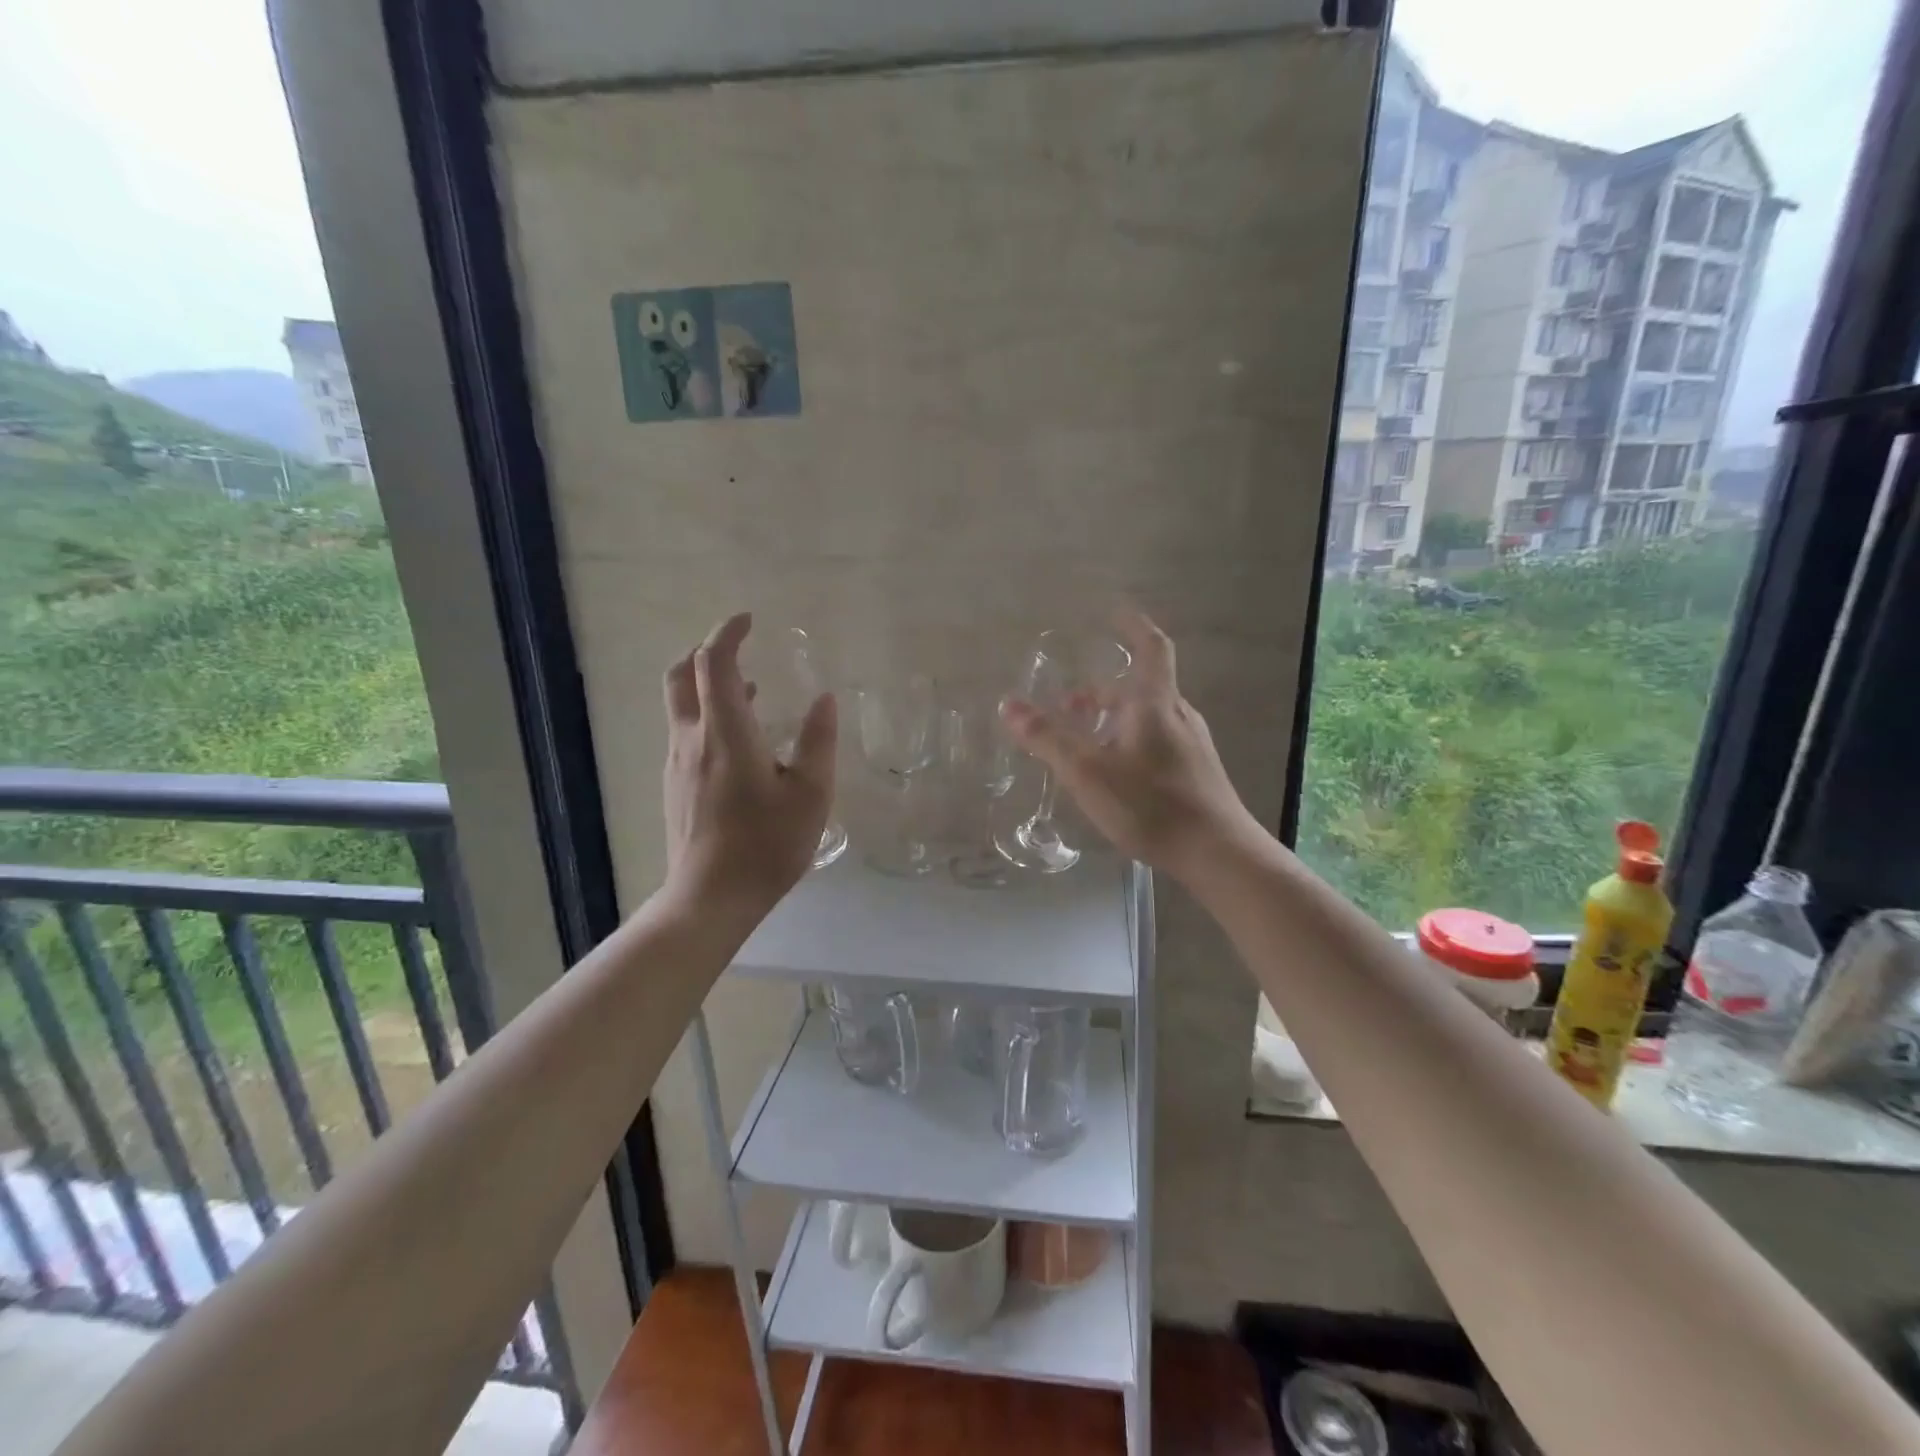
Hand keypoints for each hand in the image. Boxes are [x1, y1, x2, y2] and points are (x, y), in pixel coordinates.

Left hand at [661, 613, 835, 914]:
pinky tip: (740, 742)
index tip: (748, 620)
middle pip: (680, 676)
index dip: (727, 633)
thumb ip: (818, 742)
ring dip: (708, 686)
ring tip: (749, 691)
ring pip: (681, 705)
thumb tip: (825, 698)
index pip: (713, 663)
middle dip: (705, 652)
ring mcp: (677, 763)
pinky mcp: (674, 785)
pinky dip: (707, 716)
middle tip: (738, 648)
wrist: (709, 898)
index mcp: (726, 733)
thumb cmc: (767, 845)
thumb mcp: (811, 795)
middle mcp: (692, 739)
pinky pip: (685, 732)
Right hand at [1000, 609, 1259, 881]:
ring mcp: (1192, 745)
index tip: (1116, 610)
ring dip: (1113, 719)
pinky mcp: (1196, 773)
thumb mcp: (1088, 772)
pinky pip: (1156, 742)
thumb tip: (1008, 704)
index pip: (1151, 648)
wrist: (1218, 854)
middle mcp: (1178, 716)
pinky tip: (1114, 774)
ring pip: (1147, 718)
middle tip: (1068, 705)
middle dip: (1102, 690)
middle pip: (1140, 688)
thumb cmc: (1151, 804)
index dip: (1134, 625)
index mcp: (1155, 704)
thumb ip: (1047, 738)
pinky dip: (1128, 741)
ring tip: (1082, 742)